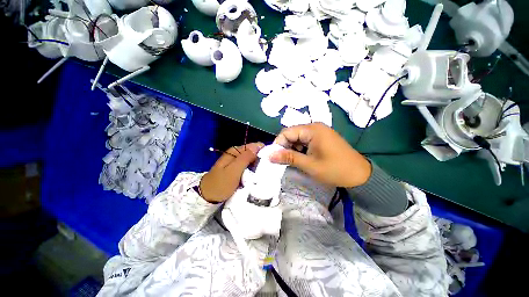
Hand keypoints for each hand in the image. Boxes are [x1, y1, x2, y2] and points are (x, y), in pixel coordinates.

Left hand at [199, 142, 263, 202]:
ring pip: (251, 160)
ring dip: (257, 166)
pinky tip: (256, 176)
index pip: (254, 146)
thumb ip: (245, 158)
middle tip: (266, 170)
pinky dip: (252, 170)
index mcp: (235, 151)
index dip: (262, 152)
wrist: (207, 196)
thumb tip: (258, 147)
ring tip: (262, 174)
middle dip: (260, 160)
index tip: (269, 162)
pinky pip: (248, 167)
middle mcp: (236, 153)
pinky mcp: (236, 169)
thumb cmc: (220, 184)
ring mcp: (236, 161)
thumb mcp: (233, 171)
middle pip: (253, 153)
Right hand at [270, 123, 370, 187]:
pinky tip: (302, 158)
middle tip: (283, 161)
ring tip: (293, 161)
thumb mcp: (309, 164)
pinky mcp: (322, 138)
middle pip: (292, 134)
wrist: (360, 175)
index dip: (278, 144)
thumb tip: (269, 155)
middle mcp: (315, 127)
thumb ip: (288, 158)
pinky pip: (305, 141)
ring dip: (293, 149)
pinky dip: (300, 149)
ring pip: (298, 138)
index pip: (287, 132)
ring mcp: (319, 132)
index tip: (274, 157)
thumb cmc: (335, 169)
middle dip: (285, 147)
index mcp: (312, 130)